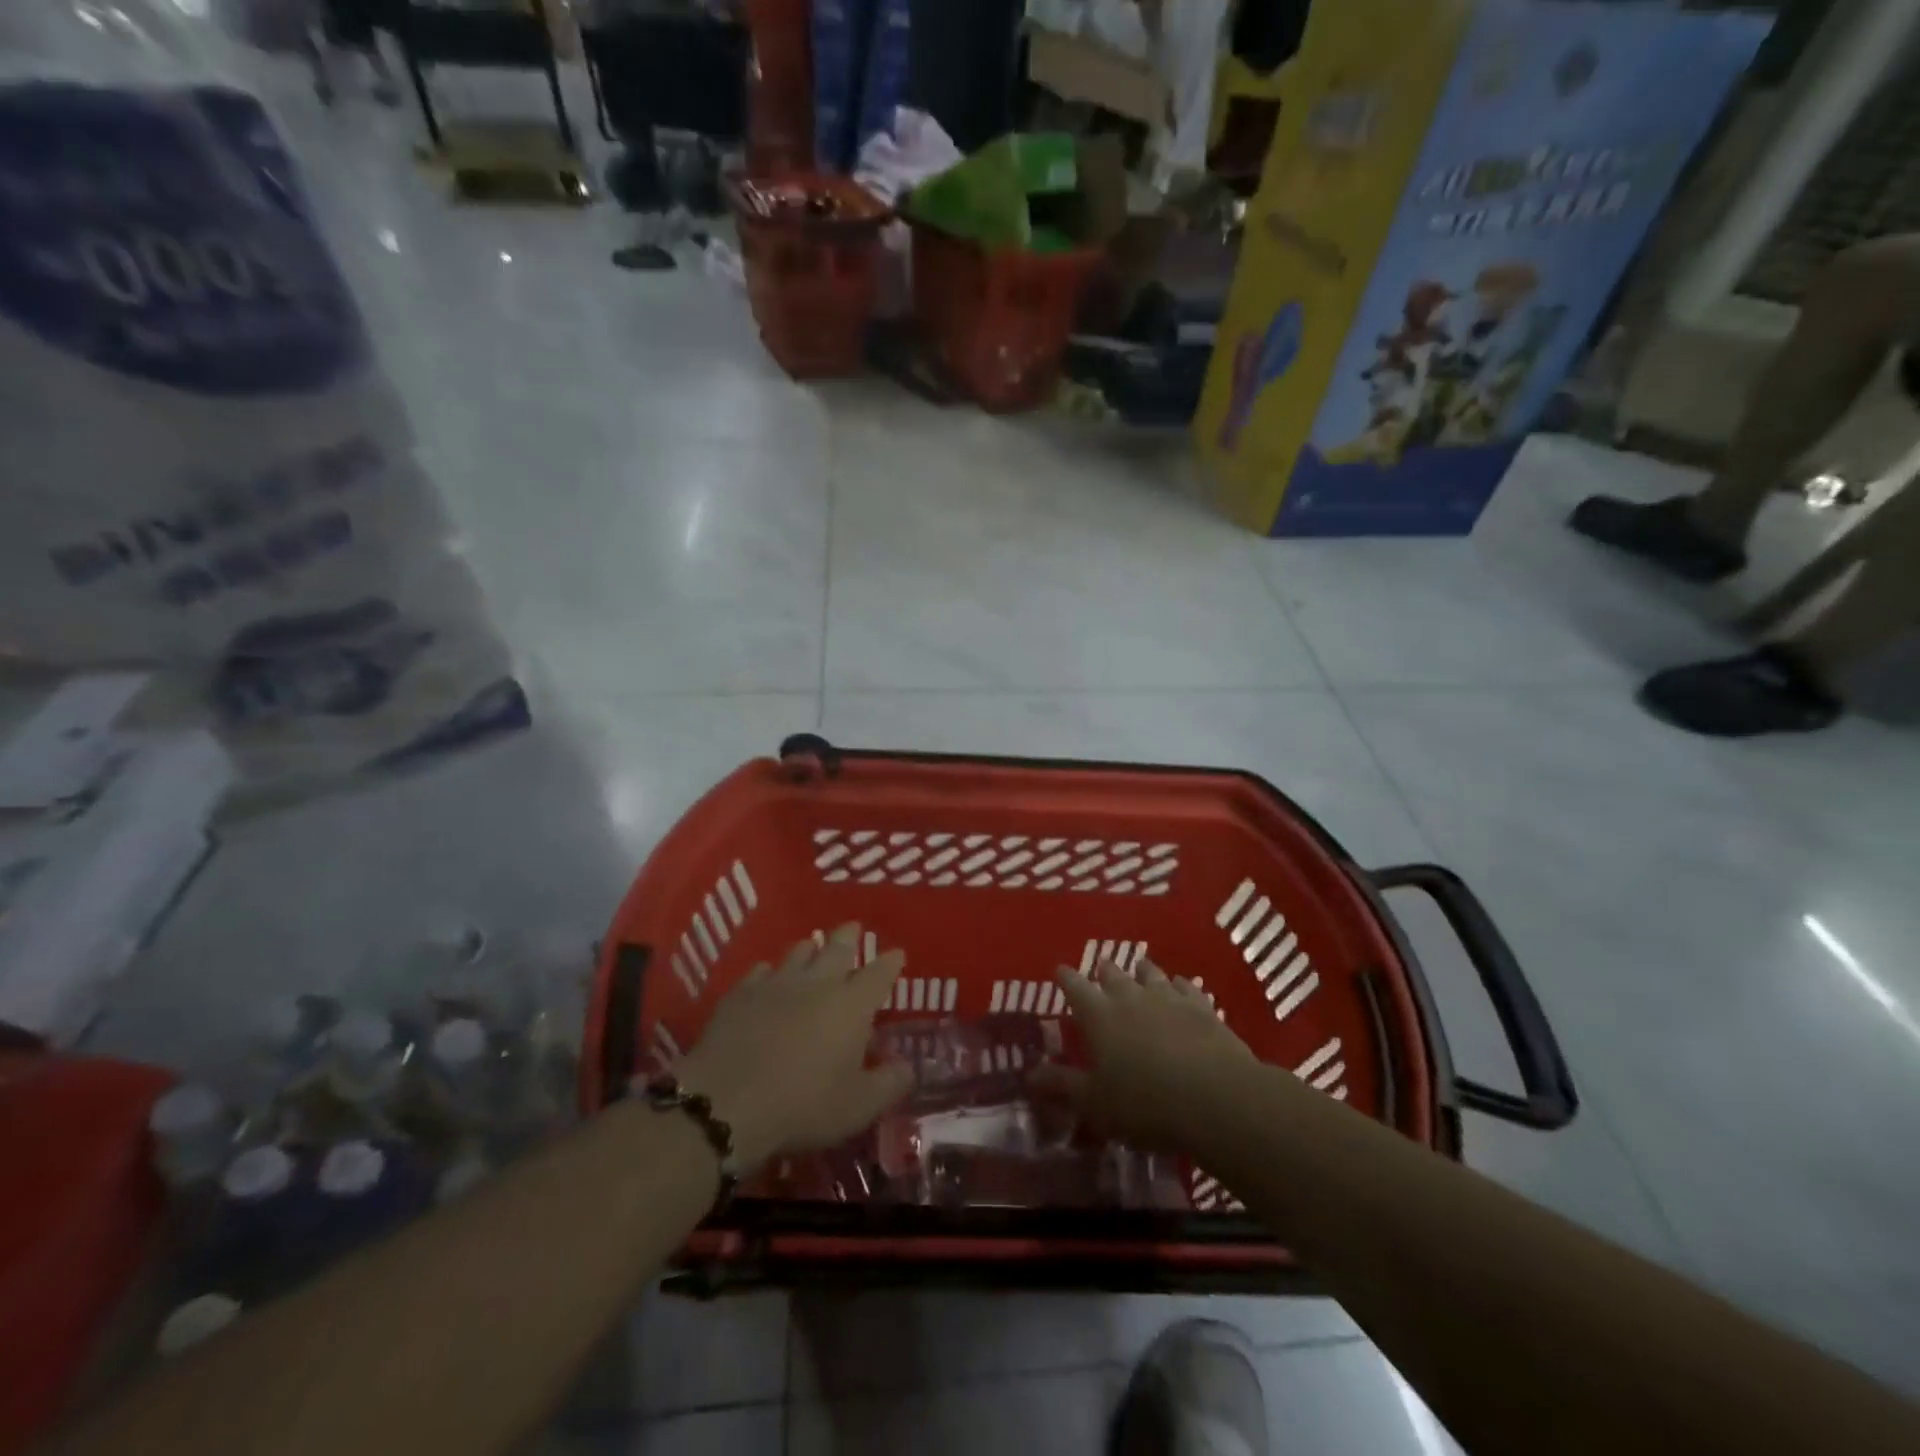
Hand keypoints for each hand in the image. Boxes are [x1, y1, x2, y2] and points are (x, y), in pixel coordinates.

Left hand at [676, 923, 911, 1168]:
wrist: (726, 1102)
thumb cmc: (802, 1105)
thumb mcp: (858, 1107)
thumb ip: (889, 1084)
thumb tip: (908, 1066)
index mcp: (852, 1005)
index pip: (879, 974)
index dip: (890, 963)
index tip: (897, 953)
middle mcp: (817, 983)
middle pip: (837, 948)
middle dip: (849, 936)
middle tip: (854, 927)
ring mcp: (776, 984)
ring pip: (798, 952)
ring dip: (810, 948)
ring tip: (813, 947)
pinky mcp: (741, 994)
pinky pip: (761, 971)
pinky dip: (771, 971)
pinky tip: (768, 977)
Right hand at [1032, 959, 1254, 1151]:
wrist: (1216, 1097)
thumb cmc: (1144, 1103)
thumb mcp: (1094, 1102)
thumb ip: (1062, 1084)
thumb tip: (1029, 1074)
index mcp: (1099, 1015)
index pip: (1075, 987)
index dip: (1066, 978)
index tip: (1060, 970)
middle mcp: (1130, 997)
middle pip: (1113, 975)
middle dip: (1104, 971)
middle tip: (1101, 968)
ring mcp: (1169, 998)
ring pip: (1151, 975)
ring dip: (1143, 971)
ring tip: (1139, 968)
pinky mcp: (1202, 1008)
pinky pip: (1187, 987)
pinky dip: (1180, 984)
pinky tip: (1181, 985)